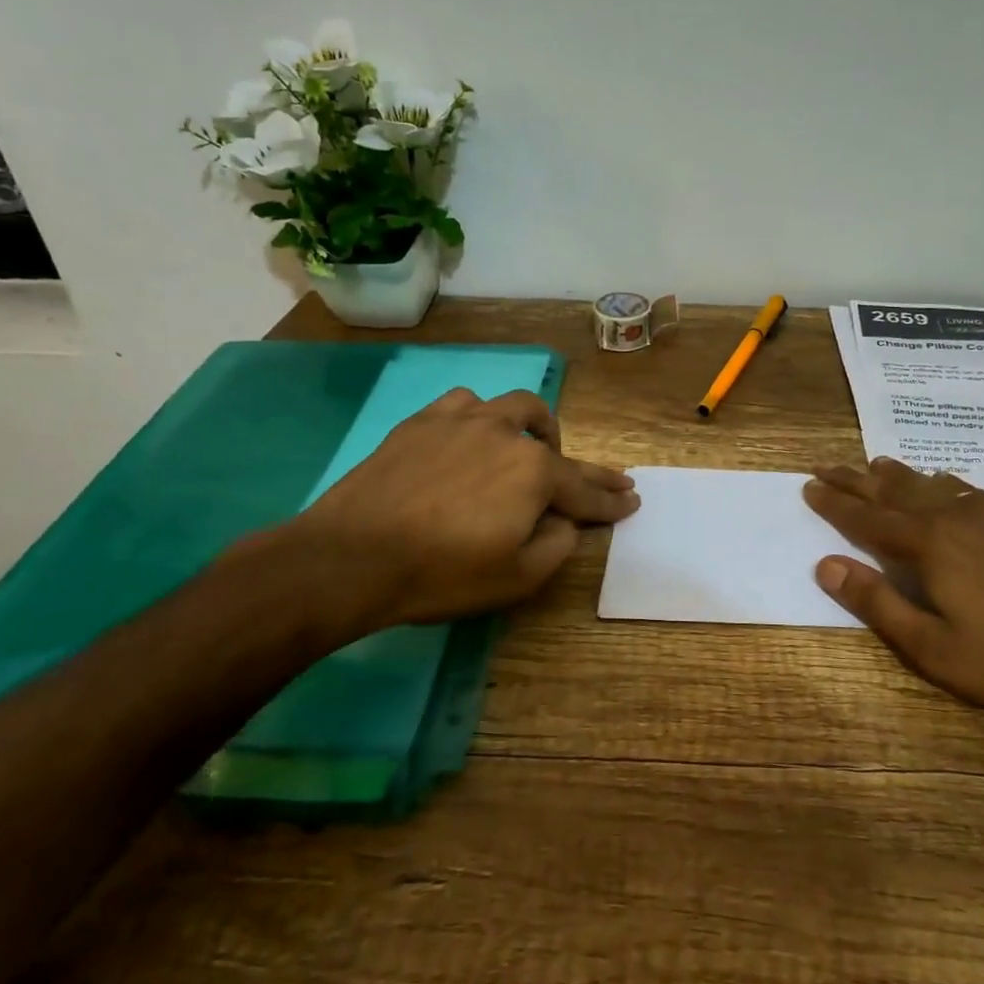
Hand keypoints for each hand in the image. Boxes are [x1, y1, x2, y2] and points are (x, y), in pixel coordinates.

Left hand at [268, 388, 638, 649]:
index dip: (611, 500)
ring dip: (534, 429)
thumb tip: (566, 522)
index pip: (585, 490)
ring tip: (534, 449)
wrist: (351, 557)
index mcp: (534, 473)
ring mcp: (462, 421)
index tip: (632, 500)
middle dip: (587, 467)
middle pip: (558, 446)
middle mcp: (506, 435)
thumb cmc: (441, 574)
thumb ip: (556, 545)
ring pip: (514, 408)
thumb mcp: (516, 578)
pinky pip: (465, 405)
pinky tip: (473, 434)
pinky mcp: (423, 422)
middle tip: (605, 480)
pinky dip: (481, 419)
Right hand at [803, 459, 983, 754]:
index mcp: (931, 545)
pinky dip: (947, 485)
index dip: (835, 502)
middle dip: (859, 478)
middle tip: (831, 465)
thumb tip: (825, 565)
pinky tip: (949, 487)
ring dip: (902, 476)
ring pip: (938, 483)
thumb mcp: (936, 650)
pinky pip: (976, 491)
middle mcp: (961, 515)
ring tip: (879, 465)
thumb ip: (877, 603)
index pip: (867, 516)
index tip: (809, 485)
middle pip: (897, 489)